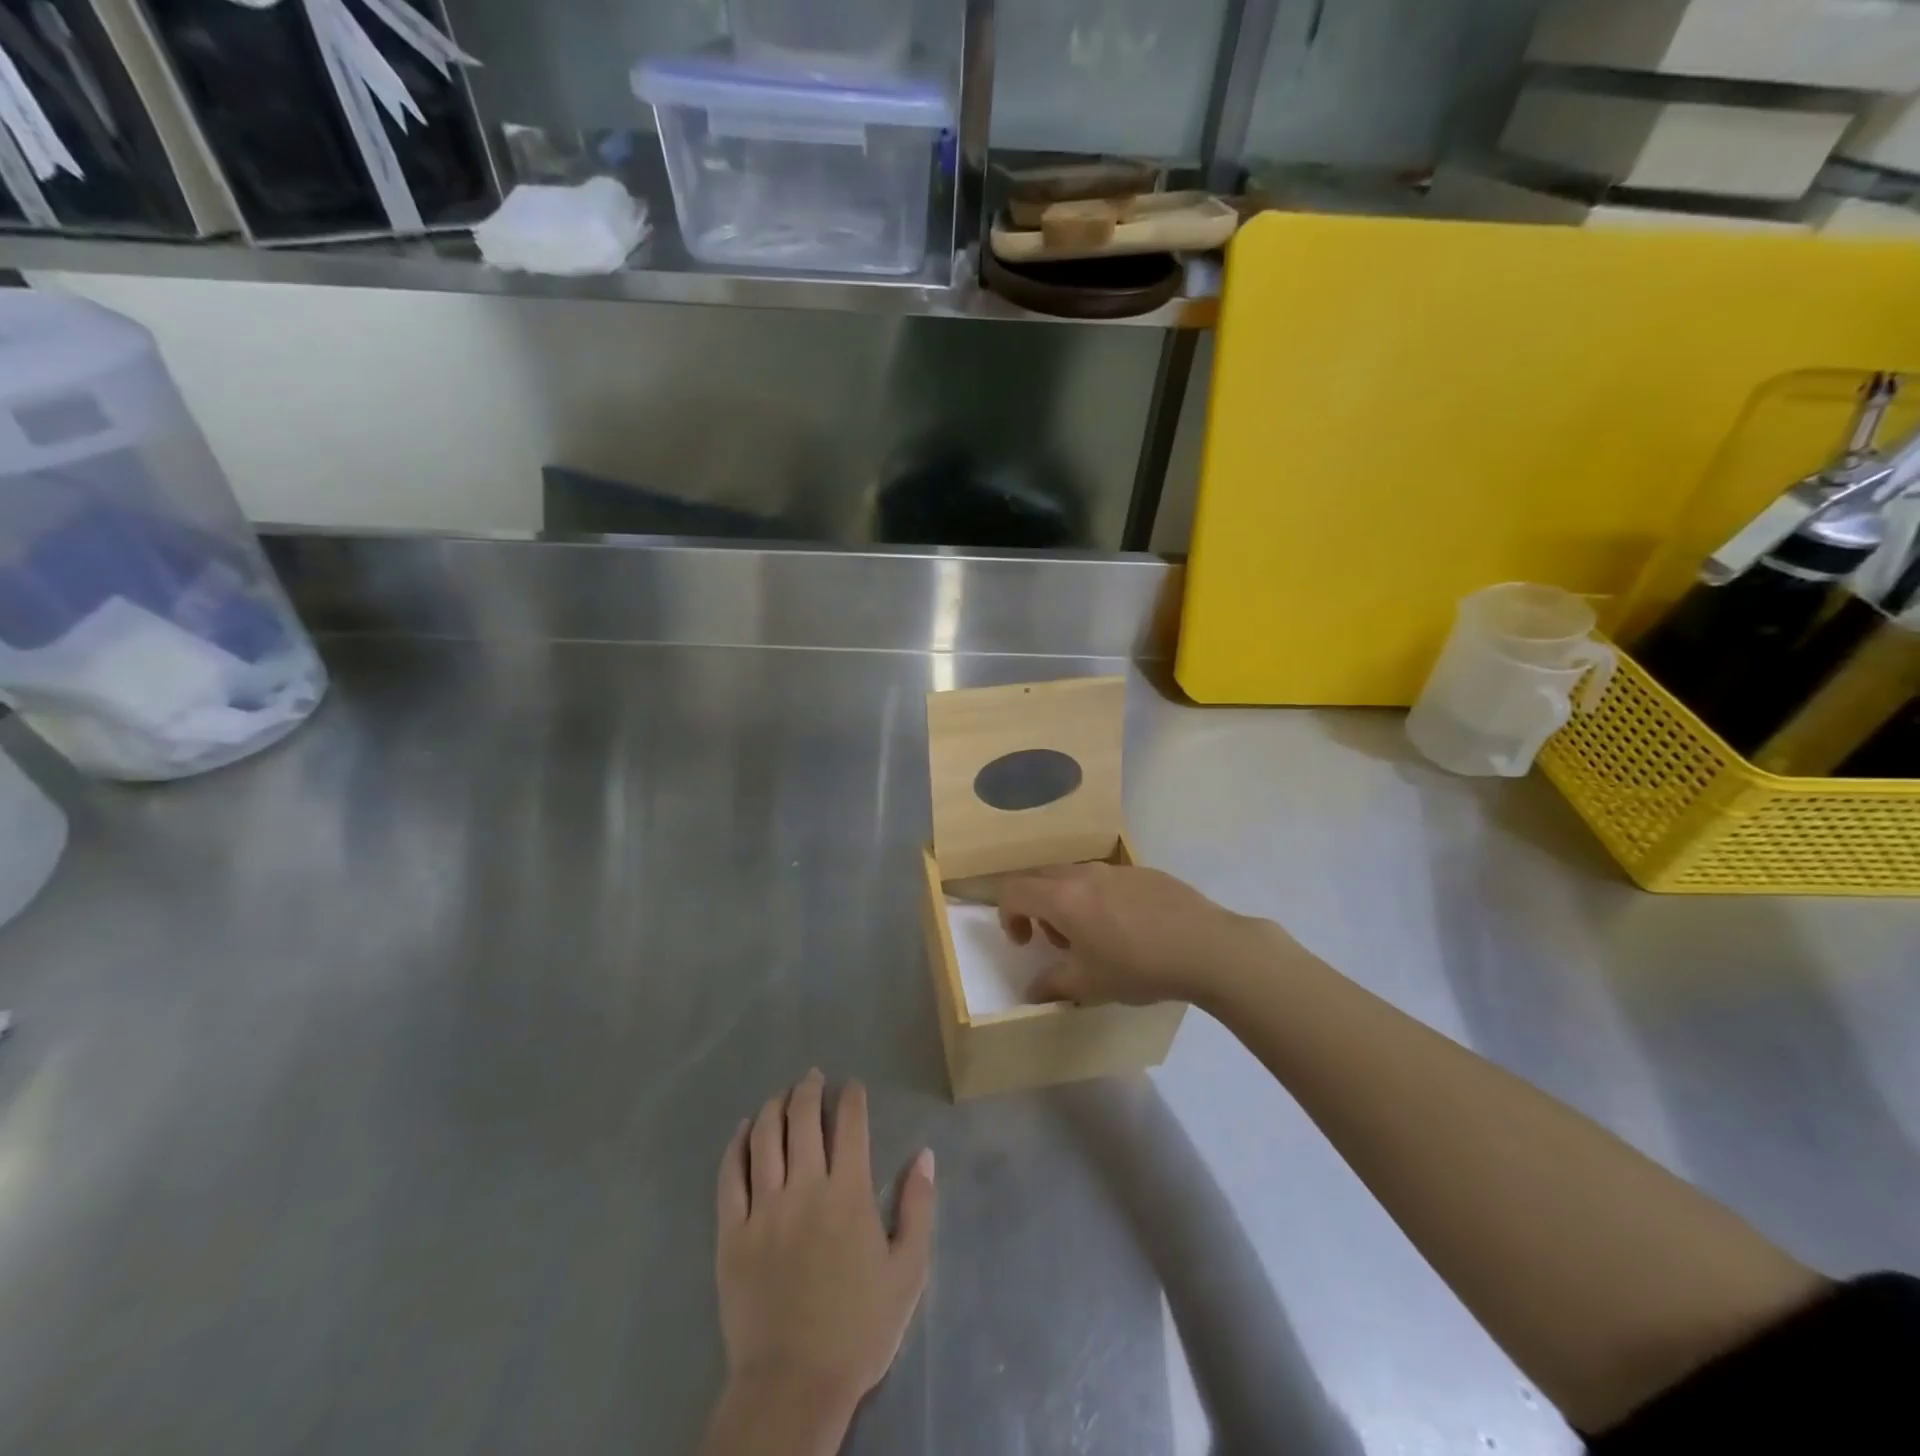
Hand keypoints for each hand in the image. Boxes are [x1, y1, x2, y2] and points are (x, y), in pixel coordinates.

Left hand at [709, 1070, 935, 1450]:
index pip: (850, 1124)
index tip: (852, 1086)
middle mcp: (804, 1188)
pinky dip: (737, 1144)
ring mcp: (763, 1208)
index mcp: (848, 1194)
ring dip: (775, 1107)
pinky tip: (744, 1129)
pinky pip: (730, 1175)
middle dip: (809, 1089)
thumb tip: (924, 1154)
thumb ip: (918, 1207)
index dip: (852, 1096)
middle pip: (803, 1119)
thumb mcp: (908, 1271)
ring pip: (765, 1137)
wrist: (793, 1386)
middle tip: (813, 1077)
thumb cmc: (859, 1329)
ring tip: (783, 1095)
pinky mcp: (731, 1233)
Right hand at [998, 862, 1285, 1007]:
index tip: (1026, 944)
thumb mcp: (1090, 985)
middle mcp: (1085, 874)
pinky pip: (1108, 879)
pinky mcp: (1145, 872)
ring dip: (1070, 902)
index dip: (1008, 915)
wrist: (1207, 947)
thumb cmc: (1139, 967)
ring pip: (1076, 876)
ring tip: (1095, 937)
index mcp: (1063, 898)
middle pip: (1042, 878)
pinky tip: (1131, 929)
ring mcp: (1117, 869)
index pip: (1014, 890)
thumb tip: (1033, 991)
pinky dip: (1102, 898)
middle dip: (1037, 907)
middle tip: (1057, 941)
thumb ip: (1053, 985)